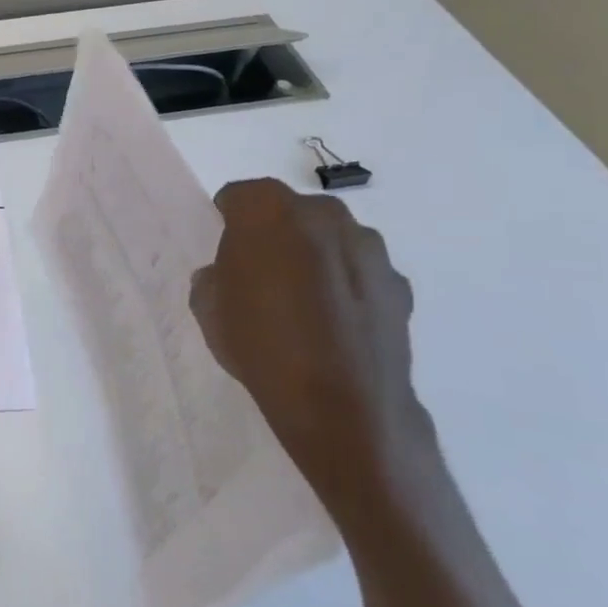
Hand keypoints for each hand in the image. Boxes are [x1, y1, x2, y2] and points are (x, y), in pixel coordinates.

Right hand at [189, 179, 428, 517]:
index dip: (226, 222)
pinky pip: (360, 271)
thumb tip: (228, 275)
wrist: (344, 409)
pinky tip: (336, 327)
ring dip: (313, 258)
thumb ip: (214, 278)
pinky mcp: (399, 283)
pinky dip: (346, 287)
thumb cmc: (262, 347)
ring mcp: (368, 247)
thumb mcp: (209, 310)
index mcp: (267, 211)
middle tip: (260, 278)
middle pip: (288, 212)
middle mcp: (323, 214)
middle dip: (273, 235)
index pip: (237, 197)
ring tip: (302, 306)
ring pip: (328, 239)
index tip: (223, 254)